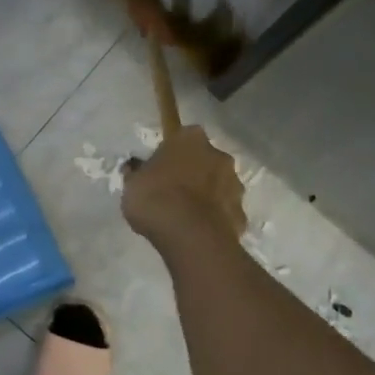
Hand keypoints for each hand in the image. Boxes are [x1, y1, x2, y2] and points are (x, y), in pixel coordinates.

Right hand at [122, 125, 246, 247]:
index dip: (172, 153)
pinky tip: (200, 232)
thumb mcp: (132, 184)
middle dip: (193, 172)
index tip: (161, 168)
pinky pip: (225, 212)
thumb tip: (134, 168)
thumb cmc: (156, 199)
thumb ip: (137, 173)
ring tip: (187, 216)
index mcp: (191, 139)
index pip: (182, 137)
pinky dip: (216, 219)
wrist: (191, 237)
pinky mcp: (241, 214)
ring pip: (219, 185)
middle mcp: (219, 155)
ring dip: (207, 195)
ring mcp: (235, 185)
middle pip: (205, 159)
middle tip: (174, 192)